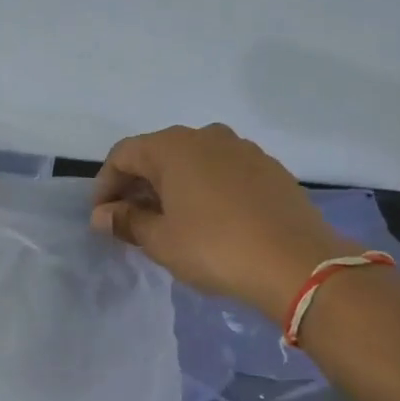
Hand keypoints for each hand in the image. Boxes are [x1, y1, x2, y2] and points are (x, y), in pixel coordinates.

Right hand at [90, 124, 353, 323]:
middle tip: (130, 222)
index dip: (105, 185)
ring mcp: (243, 149)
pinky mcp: (269, 168)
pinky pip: (222, 172)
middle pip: (158, 154)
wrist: (297, 263)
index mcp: (174, 147)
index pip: (123, 155)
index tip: (102, 218)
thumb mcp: (160, 240)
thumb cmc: (215, 248)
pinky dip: (203, 190)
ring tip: (168, 223)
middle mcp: (207, 136)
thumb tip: (103, 215)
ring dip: (171, 187)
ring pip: (192, 162)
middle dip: (138, 186)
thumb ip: (126, 221)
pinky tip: (207, 221)